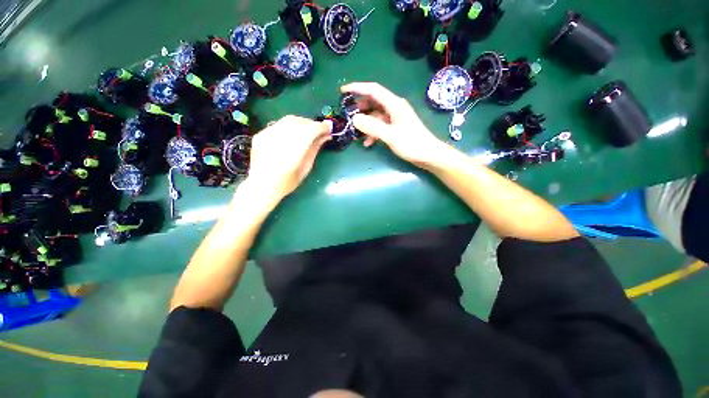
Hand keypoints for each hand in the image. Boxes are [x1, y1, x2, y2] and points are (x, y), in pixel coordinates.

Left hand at [244, 115, 331, 201]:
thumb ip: (314, 149)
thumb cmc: (287, 182)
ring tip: (307, 131)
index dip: (322, 127)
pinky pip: (279, 124)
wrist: (261, 186)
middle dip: (312, 124)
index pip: (311, 130)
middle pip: (300, 122)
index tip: (329, 129)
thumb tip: (325, 136)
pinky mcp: (261, 134)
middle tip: (319, 131)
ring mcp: (268, 135)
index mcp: (294, 150)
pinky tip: (292, 135)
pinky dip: (289, 127)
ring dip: (301, 123)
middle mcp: (280, 139)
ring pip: (289, 120)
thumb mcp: (305, 168)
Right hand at [341, 82, 446, 167]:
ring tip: (356, 133)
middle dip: (359, 108)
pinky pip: (380, 126)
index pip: (373, 90)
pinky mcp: (395, 128)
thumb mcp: (390, 136)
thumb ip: (372, 127)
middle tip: (347, 115)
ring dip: (366, 124)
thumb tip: (354, 118)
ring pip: (375, 116)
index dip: (357, 88)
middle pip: (373, 102)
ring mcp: (395, 118)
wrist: (428, 155)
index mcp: (394, 104)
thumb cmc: (412, 144)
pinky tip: (368, 143)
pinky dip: (373, 133)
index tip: (342, 91)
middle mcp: (394, 108)